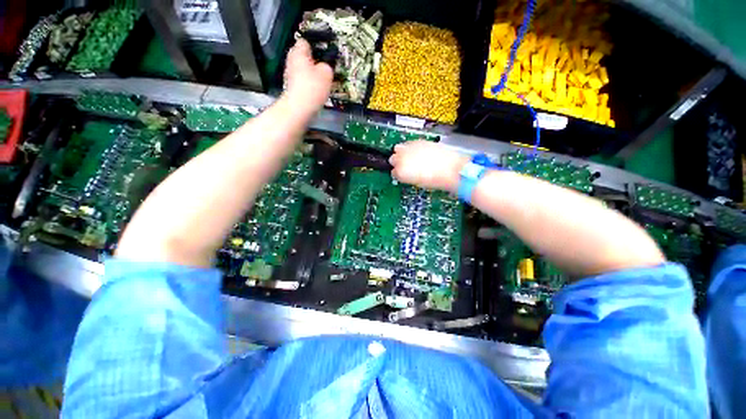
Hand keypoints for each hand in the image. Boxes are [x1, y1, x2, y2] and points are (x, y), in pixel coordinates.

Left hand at [283, 39, 333, 113]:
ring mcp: (289, 75)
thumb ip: (327, 67)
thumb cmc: (312, 87)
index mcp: (298, 52)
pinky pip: (302, 82)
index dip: (316, 46)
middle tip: (325, 69)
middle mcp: (291, 60)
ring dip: (311, 75)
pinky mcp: (292, 88)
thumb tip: (324, 67)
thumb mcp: (326, 74)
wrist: (299, 108)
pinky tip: (316, 92)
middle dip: (314, 62)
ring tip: (322, 82)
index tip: (324, 54)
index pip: (305, 42)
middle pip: (303, 57)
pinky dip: (309, 85)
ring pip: (303, 70)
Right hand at [389, 141, 469, 192]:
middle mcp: (401, 159)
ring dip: (401, 152)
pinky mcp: (418, 141)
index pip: (393, 172)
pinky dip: (410, 147)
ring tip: (410, 157)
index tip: (404, 175)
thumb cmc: (435, 181)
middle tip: (406, 166)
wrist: (450, 169)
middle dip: (398, 162)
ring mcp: (409, 148)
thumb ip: (408, 177)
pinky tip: (418, 152)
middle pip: (392, 159)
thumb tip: (407, 173)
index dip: (399, 174)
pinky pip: (408, 143)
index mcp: (400, 172)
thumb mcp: (417, 183)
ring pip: (397, 148)